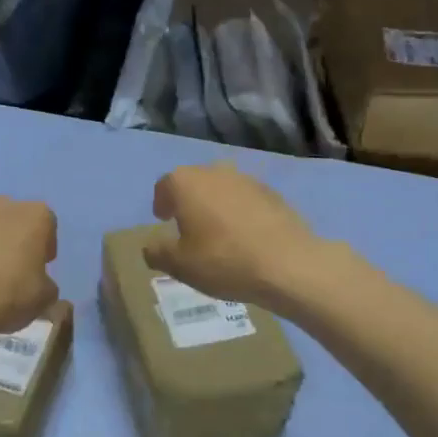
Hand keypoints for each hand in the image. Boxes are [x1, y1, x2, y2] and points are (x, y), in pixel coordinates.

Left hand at [0, 196, 58, 341]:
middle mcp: (1, 206)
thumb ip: (46, 284)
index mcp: (33, 215)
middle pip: (14, 219)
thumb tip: (39, 283)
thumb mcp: (45, 297)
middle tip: (14, 269)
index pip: (48, 223)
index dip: (46, 246)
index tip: (41, 267)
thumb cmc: (9, 293)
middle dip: (15, 239)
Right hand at [146, 162, 327, 313]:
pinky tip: (245, 237)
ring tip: (217, 233)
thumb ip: (157, 252)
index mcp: (186, 183)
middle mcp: (214, 172)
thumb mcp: (179, 265)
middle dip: (188, 201)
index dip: (161, 203)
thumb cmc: (223, 260)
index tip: (163, 221)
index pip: (164, 186)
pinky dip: (239, 212)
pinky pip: (245, 199)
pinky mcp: (272, 193)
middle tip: (187, 227)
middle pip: (193, 182)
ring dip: (215, 205)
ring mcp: (246, 179)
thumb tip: (149, 247)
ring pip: (221, 188)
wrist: (287, 264)